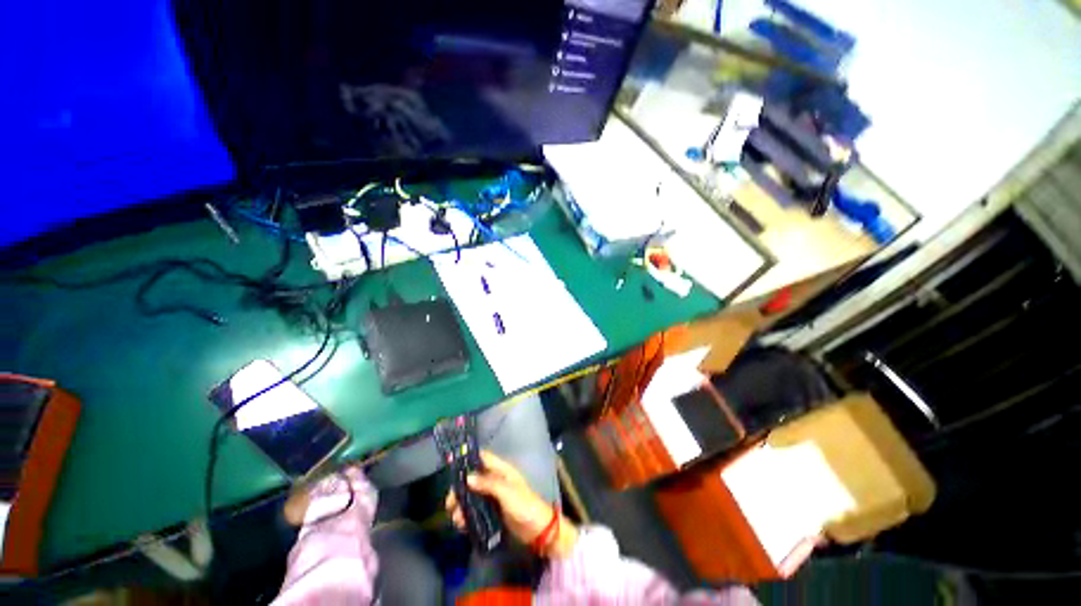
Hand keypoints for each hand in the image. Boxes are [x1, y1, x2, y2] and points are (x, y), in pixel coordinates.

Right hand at [445, 451, 577, 557]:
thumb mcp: (507, 492)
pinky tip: (462, 526)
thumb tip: (467, 477)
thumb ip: (488, 484)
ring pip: (472, 496)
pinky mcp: (492, 512)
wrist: (538, 530)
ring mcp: (493, 497)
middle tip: (450, 505)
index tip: (452, 470)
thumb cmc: (524, 506)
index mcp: (501, 470)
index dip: (468, 460)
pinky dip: (467, 516)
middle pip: (473, 479)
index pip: (483, 458)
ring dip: (462, 506)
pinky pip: (476, 510)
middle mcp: (496, 480)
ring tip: (456, 520)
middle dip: (460, 490)